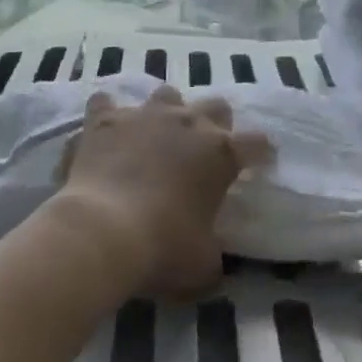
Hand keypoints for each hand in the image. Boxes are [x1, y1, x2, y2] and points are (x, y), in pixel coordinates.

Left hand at [47, 85, 271, 294]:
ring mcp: (145, 116)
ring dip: (167, 111)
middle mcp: (188, 123)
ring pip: (167, 95)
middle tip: (204, 150)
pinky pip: (106, 103)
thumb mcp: (203, 266)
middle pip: (216, 106)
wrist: (100, 232)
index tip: (260, 162)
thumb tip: (210, 258)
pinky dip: (107, 113)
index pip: (257, 143)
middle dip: (215, 123)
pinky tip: (104, 130)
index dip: (261, 152)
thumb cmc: (162, 248)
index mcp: (222, 153)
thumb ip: (213, 253)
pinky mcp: (105, 120)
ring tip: (157, 134)